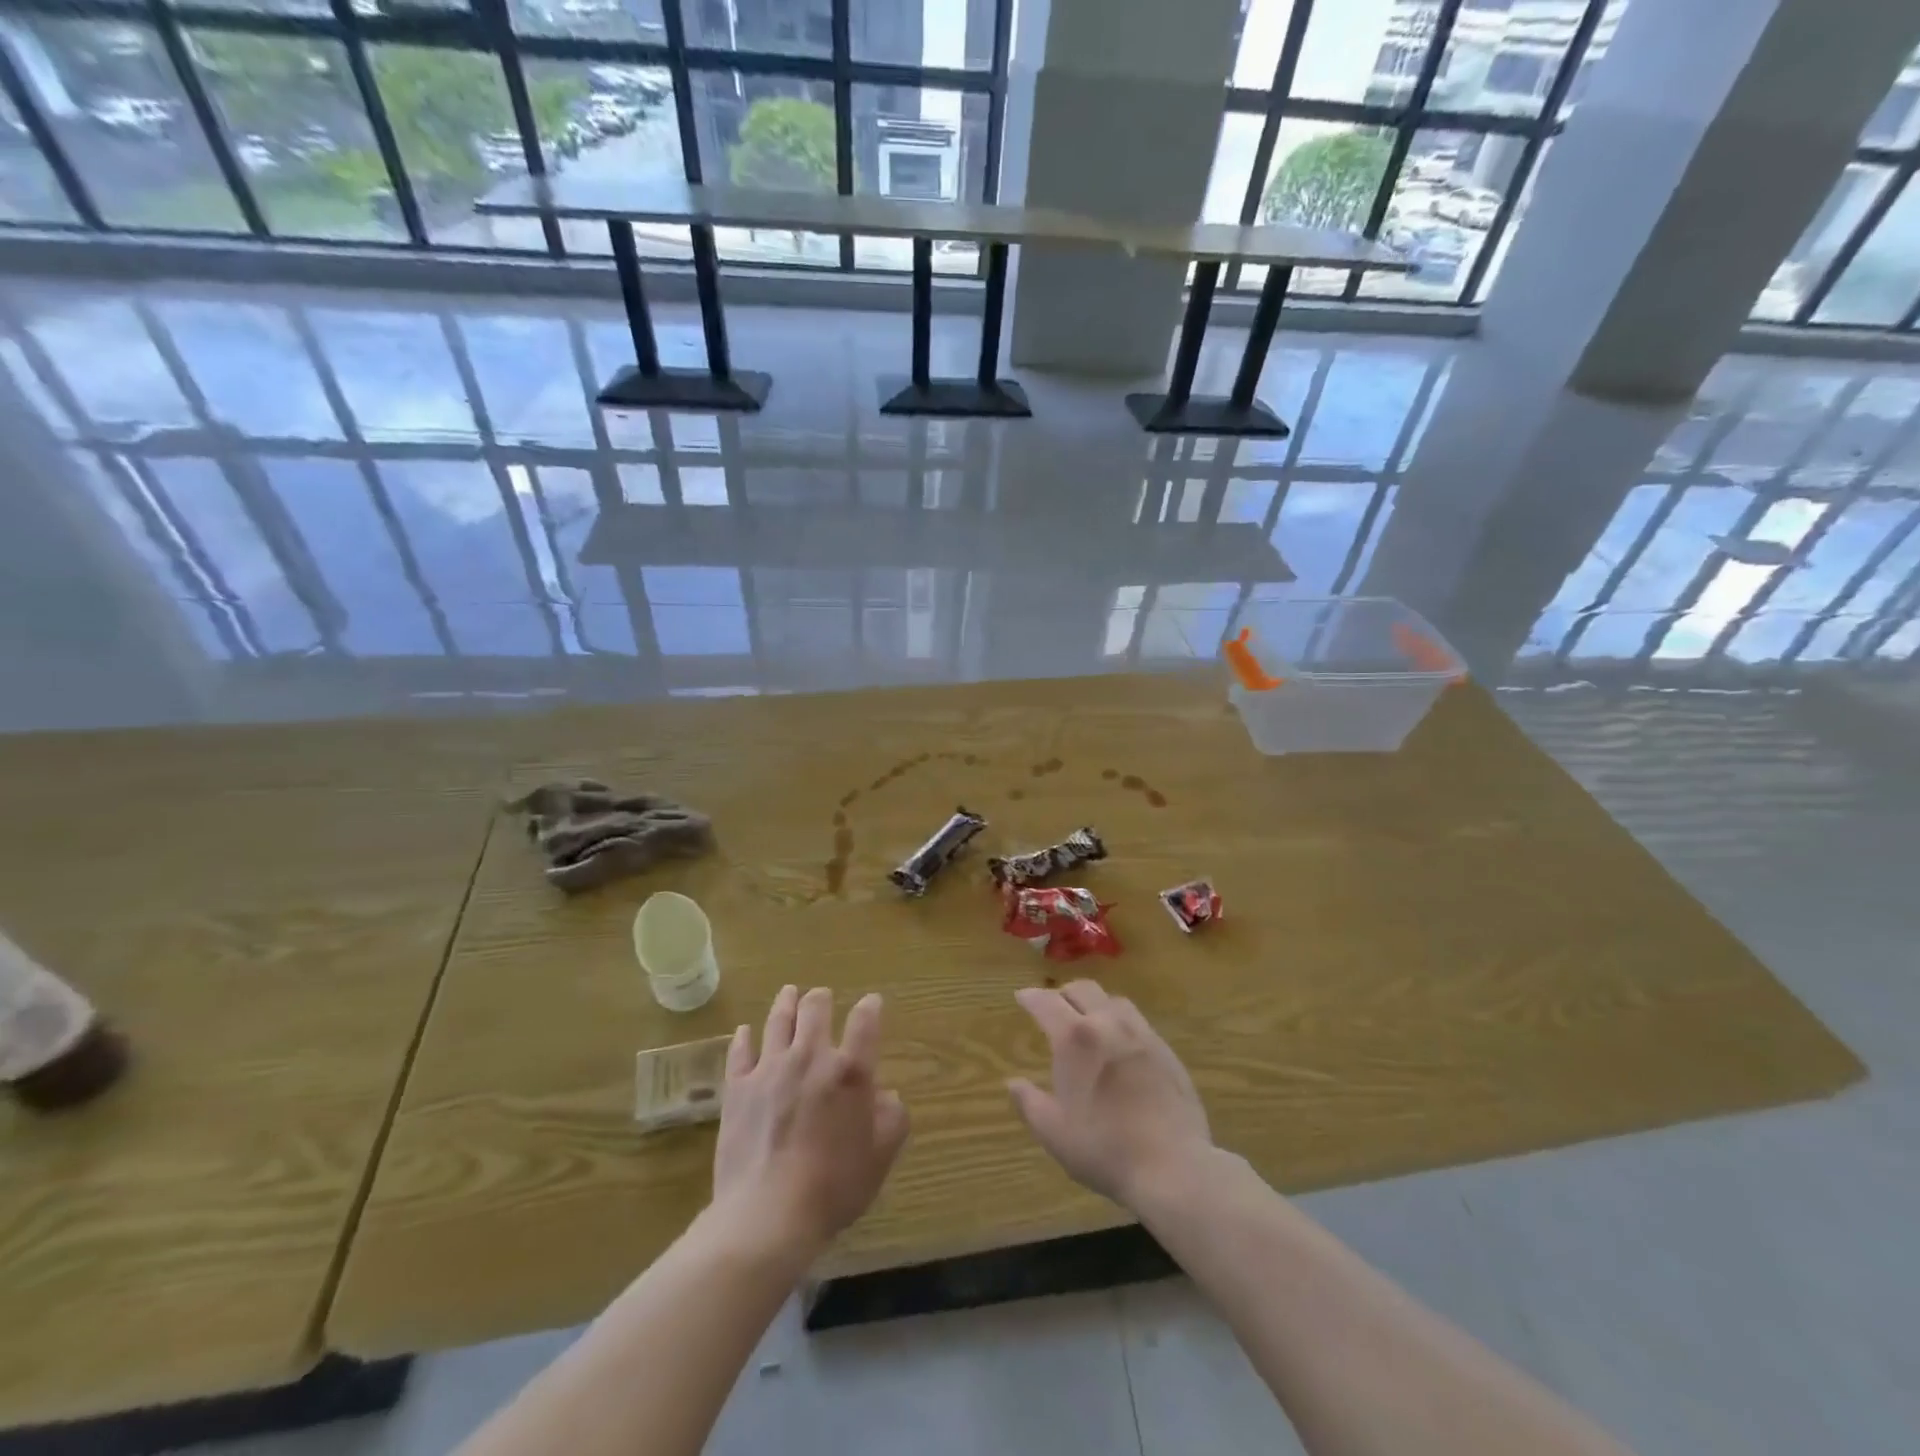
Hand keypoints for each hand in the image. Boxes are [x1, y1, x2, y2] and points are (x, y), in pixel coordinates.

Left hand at [712, 986, 909, 1260]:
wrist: (768, 1214)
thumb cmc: (833, 1186)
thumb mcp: (881, 1157)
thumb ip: (892, 1118)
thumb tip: (887, 1095)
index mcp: (850, 1071)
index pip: (865, 1021)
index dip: (870, 1007)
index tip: (872, 1003)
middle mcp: (811, 1056)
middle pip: (815, 1008)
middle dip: (822, 997)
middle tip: (822, 996)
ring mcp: (770, 1068)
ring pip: (778, 1020)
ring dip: (786, 1002)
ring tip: (789, 992)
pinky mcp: (738, 1087)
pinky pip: (740, 1051)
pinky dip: (745, 1037)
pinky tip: (746, 1031)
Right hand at [1008, 980, 1211, 1209]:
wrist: (1173, 1166)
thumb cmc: (1104, 1148)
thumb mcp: (1054, 1132)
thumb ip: (1029, 1103)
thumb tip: (1013, 1083)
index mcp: (1075, 1038)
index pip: (1047, 1002)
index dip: (1031, 997)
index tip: (1022, 997)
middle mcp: (1108, 1024)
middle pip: (1083, 989)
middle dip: (1063, 993)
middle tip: (1053, 1006)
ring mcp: (1142, 1034)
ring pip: (1114, 1000)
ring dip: (1095, 1003)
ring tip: (1089, 1021)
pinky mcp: (1167, 1051)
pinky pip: (1138, 1022)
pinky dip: (1120, 1023)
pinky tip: (1121, 1046)